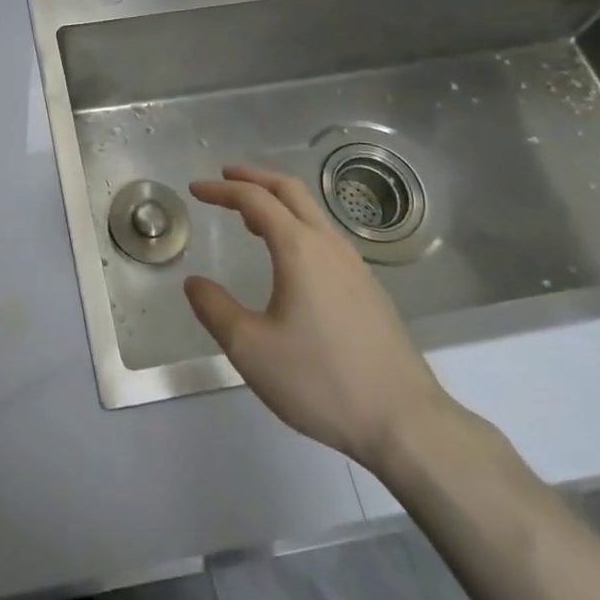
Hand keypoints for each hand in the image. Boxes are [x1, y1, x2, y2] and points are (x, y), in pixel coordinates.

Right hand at [184, 165, 453, 470]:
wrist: (405, 422)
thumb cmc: (322, 380)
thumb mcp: (251, 349)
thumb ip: (215, 310)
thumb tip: (194, 283)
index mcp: (298, 248)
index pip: (254, 199)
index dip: (222, 190)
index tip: (195, 189)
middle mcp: (328, 245)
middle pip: (289, 190)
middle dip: (254, 178)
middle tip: (225, 177)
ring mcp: (355, 265)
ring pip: (312, 212)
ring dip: (278, 201)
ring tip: (251, 217)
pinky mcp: (369, 289)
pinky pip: (326, 236)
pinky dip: (298, 225)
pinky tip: (291, 259)